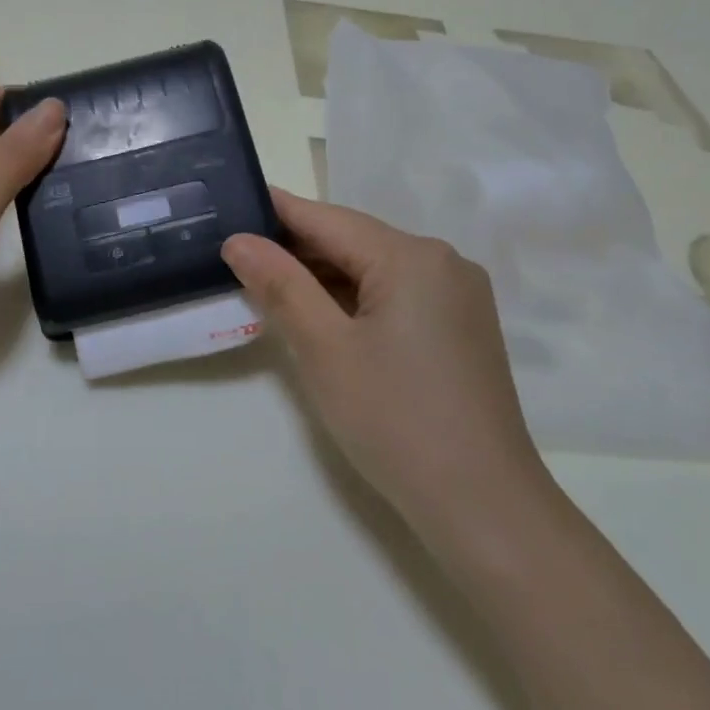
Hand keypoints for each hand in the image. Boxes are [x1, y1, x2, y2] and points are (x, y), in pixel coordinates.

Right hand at [222, 189, 551, 543]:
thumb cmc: (394, 420)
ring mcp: (456, 296)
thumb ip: (280, 285)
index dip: (274, 212)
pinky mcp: (459, 327)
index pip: (327, 218)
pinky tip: (319, 314)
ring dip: (322, 276)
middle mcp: (442, 262)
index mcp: (412, 257)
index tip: (227, 204)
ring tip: (264, 284)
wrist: (482, 505)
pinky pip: (394, 294)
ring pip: (373, 268)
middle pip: (353, 241)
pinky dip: (353, 299)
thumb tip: (239, 240)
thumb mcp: (324, 348)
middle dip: (295, 249)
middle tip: (234, 255)